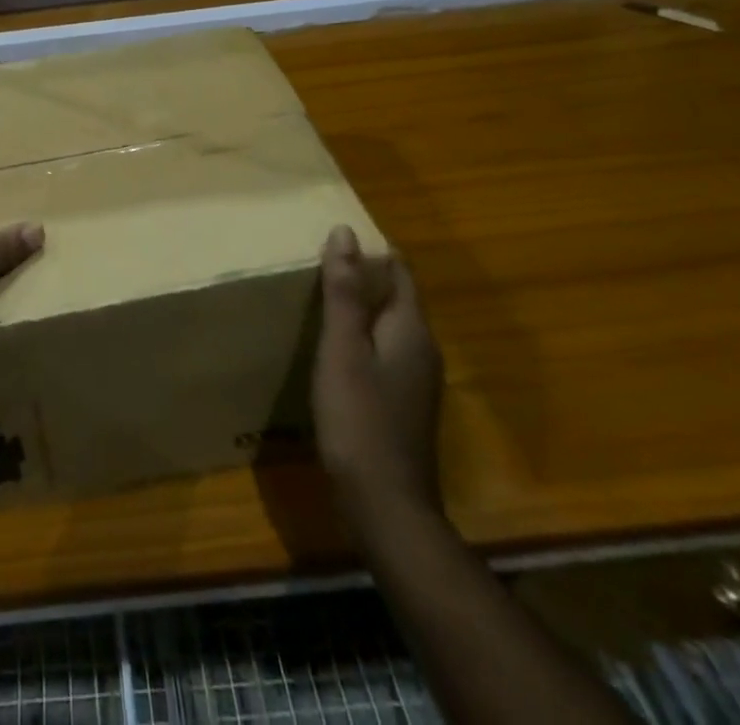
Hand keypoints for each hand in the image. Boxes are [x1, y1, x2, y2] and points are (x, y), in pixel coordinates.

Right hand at [313, 226, 444, 533]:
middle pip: (396, 297)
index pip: (399, 271)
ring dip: (360, 308)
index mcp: (411, 329)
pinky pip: (383, 352)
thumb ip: (344, 292)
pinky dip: (361, 338)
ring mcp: (416, 380)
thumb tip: (345, 232)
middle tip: (318, 261)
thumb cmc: (360, 419)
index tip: (335, 236)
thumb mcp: (343, 349)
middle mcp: (422, 349)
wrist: (386, 507)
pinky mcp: (403, 403)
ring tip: (319, 297)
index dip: (371, 250)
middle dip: (363, 276)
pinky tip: (334, 349)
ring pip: (389, 326)